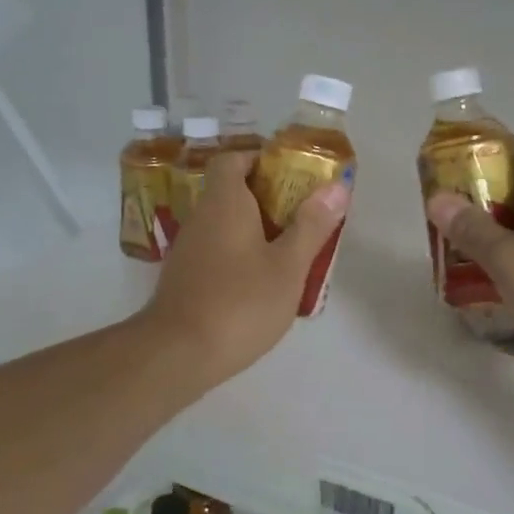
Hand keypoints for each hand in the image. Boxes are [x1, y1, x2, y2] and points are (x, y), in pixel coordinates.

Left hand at [142, 151, 349, 388]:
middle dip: (269, 198)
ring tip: (292, 250)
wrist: (178, 354)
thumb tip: (336, 186)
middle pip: (232, 191)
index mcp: (224, 202)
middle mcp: (201, 217)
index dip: (261, 159)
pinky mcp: (185, 278)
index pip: (234, 159)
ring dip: (256, 229)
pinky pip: (217, 251)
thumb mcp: (288, 266)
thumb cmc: (239, 302)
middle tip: (304, 215)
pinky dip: (240, 255)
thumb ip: (312, 225)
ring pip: (225, 224)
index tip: (292, 175)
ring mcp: (189, 249)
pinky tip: (263, 283)